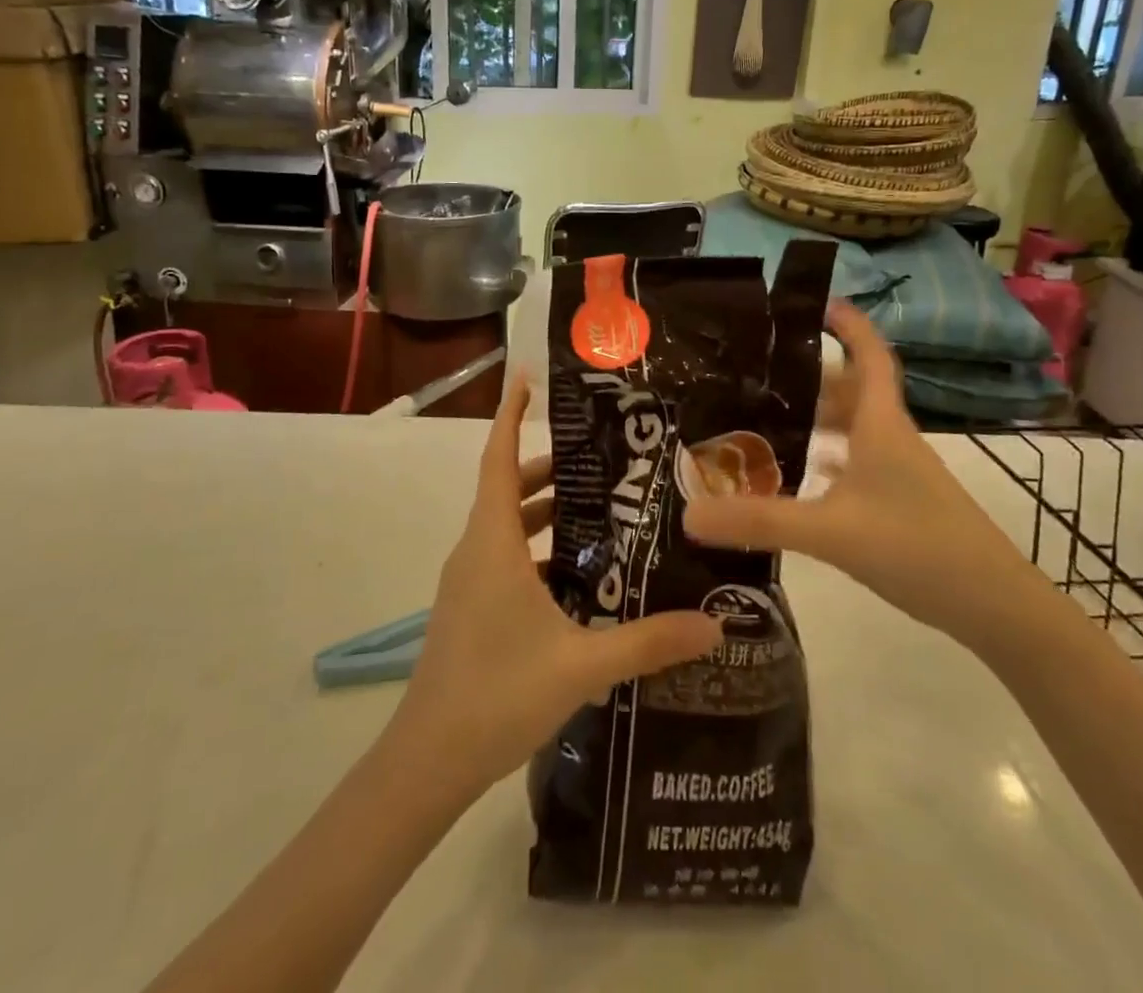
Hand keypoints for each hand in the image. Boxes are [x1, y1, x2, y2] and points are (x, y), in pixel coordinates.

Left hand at [390, 376, 723, 798]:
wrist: (427, 762)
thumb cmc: (497, 693)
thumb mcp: (582, 664)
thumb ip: (649, 642)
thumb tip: (715, 625)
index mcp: (492, 542)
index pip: (499, 459)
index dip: (510, 416)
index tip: (528, 379)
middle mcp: (476, 551)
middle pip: (508, 488)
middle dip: (549, 468)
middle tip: (603, 460)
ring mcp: (468, 582)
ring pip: (506, 525)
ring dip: (543, 511)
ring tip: (599, 511)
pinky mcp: (469, 609)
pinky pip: (503, 558)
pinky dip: (535, 550)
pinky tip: (577, 577)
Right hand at [684, 301, 1040, 645]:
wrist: (995, 606)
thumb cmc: (918, 547)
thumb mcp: (831, 532)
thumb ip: (760, 521)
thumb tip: (688, 514)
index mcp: (881, 425)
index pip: (869, 355)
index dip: (849, 324)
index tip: (817, 301)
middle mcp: (891, 439)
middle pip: (852, 391)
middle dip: (810, 376)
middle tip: (759, 373)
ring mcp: (900, 473)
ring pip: (854, 429)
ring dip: (817, 419)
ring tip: (767, 420)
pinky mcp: (901, 503)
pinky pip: (857, 465)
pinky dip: (828, 460)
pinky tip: (801, 477)